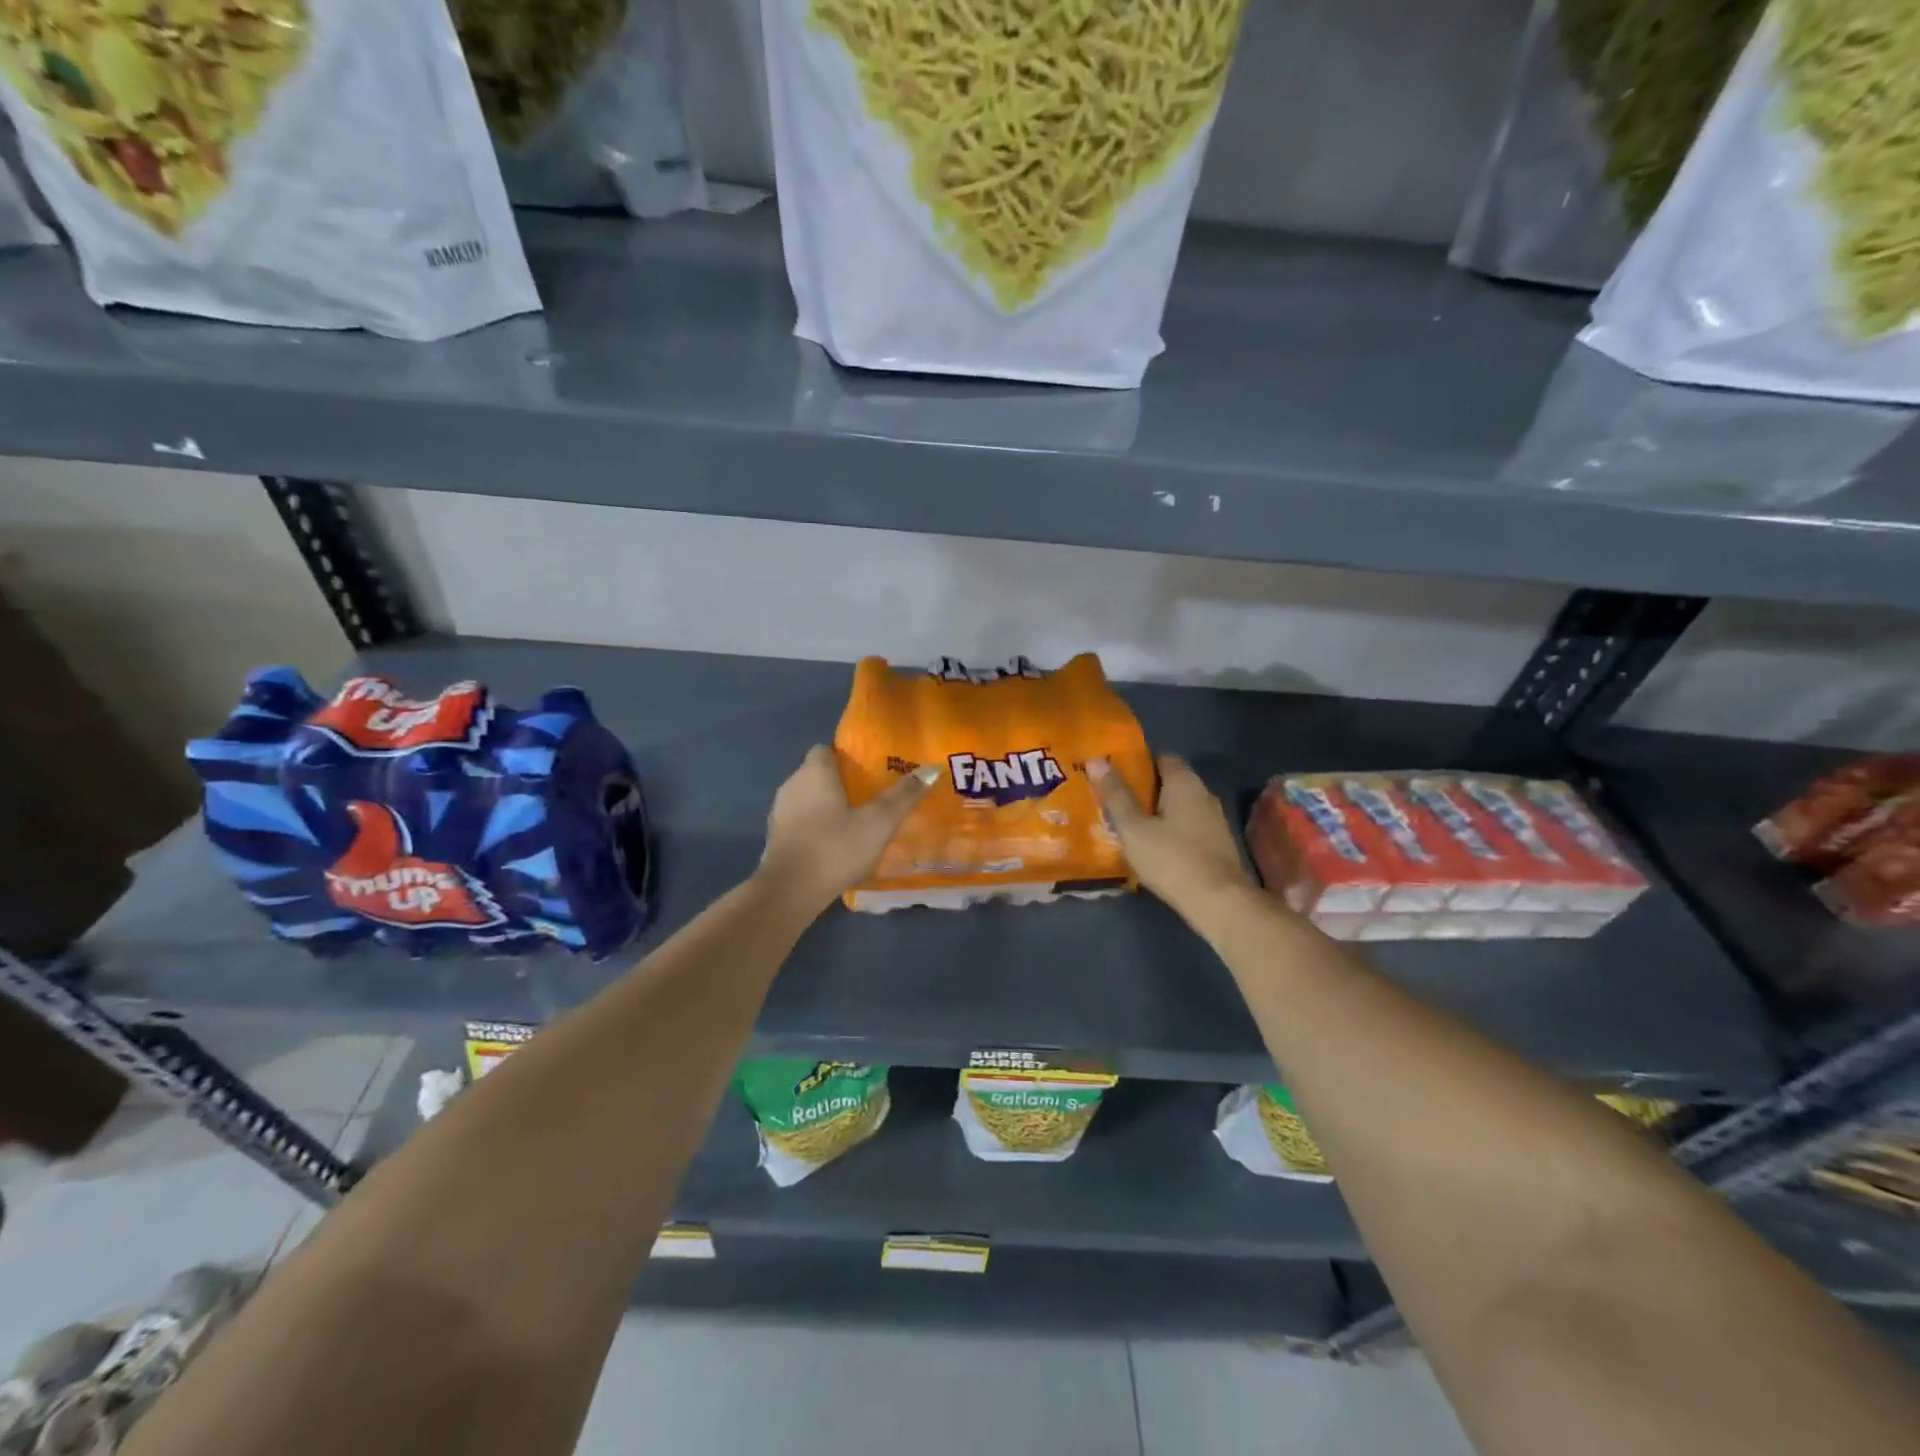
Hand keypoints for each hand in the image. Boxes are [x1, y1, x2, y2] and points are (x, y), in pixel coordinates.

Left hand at [757, 746, 936, 913]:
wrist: (790, 892)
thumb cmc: (835, 847)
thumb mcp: (878, 822)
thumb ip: (904, 795)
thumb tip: (932, 768)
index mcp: (814, 773)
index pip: (825, 749)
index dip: (846, 756)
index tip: (869, 770)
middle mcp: (792, 785)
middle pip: (817, 773)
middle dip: (841, 782)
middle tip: (871, 796)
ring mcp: (780, 813)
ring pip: (808, 799)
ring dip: (828, 806)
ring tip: (857, 821)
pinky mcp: (776, 838)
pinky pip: (801, 822)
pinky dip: (816, 826)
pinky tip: (836, 844)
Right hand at [1090, 754, 1252, 919]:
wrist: (1219, 902)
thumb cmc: (1172, 859)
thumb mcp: (1134, 828)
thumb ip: (1116, 795)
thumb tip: (1096, 760)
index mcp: (1185, 783)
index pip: (1163, 758)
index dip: (1139, 763)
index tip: (1116, 775)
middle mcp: (1204, 795)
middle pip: (1172, 783)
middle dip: (1146, 790)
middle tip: (1117, 801)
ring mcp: (1215, 822)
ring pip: (1181, 808)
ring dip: (1159, 813)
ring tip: (1131, 826)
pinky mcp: (1218, 846)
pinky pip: (1189, 828)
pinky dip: (1172, 832)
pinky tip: (1155, 848)